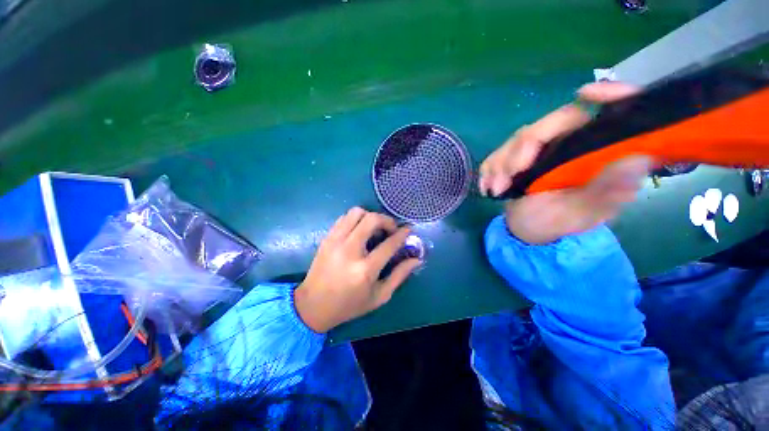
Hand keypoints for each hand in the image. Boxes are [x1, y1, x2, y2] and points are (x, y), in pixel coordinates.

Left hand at [294, 207, 420, 332]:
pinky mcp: (326, 238)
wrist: (312, 306)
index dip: (402, 234)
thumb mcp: (379, 296)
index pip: (389, 244)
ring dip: (370, 216)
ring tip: (375, 228)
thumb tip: (416, 259)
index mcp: (365, 270)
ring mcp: (335, 241)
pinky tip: (360, 230)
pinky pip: (344, 217)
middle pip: (371, 220)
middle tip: (391, 229)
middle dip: (387, 220)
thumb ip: (399, 276)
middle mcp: (349, 251)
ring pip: (356, 213)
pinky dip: (356, 219)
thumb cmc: (349, 305)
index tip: (408, 229)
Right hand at [479, 82, 652, 244]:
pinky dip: (490, 169)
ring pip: (519, 138)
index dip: (605, 95)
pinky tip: (488, 187)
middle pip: (549, 124)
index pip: (607, 113)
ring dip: (501, 164)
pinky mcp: (518, 155)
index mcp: (594, 152)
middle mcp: (569, 142)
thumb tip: (638, 160)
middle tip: (505, 181)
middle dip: (520, 152)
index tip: (585, 94)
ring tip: (496, 190)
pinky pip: (499, 153)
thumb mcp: (582, 214)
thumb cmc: (556, 222)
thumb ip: (606, 191)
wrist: (527, 230)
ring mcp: (541, 148)